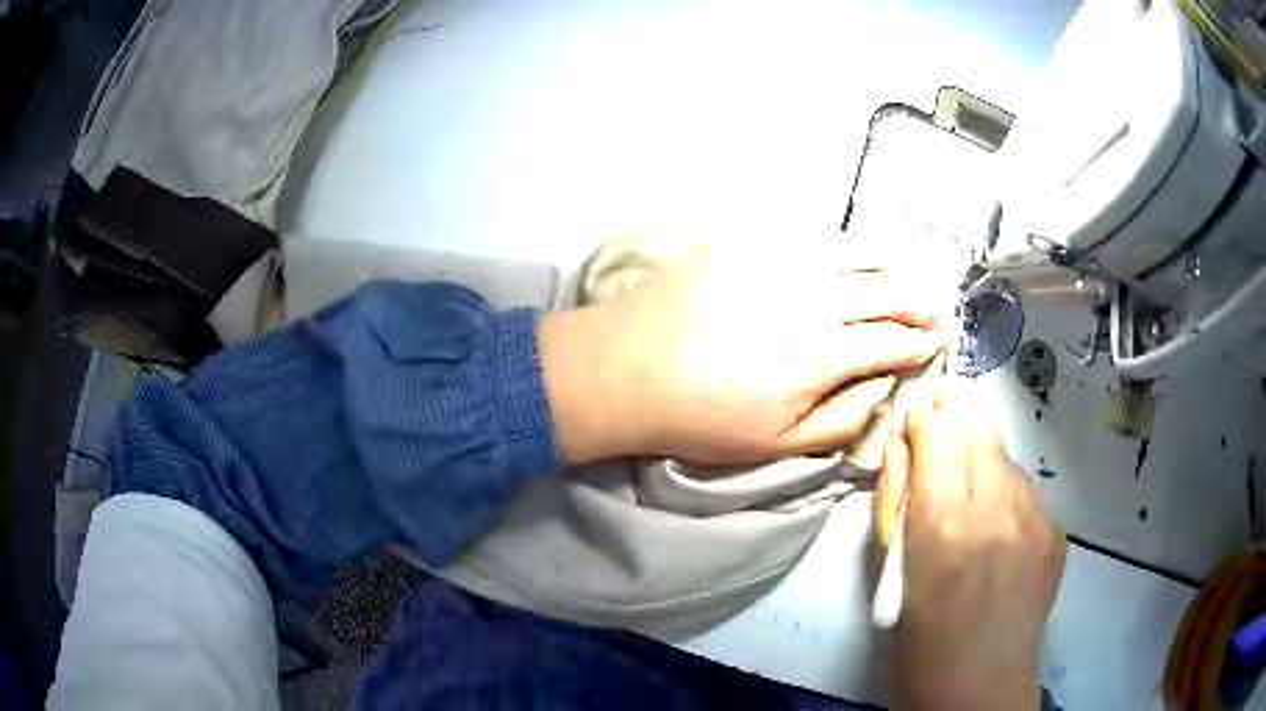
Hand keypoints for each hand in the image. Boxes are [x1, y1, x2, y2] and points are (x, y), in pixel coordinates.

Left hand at [538, 251, 944, 464]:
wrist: (622, 369)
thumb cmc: (698, 418)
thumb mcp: (775, 444)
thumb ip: (842, 417)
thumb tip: (885, 386)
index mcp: (819, 355)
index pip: (893, 341)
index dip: (921, 342)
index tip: (936, 342)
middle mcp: (809, 299)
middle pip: (885, 289)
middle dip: (918, 299)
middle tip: (933, 305)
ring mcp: (776, 262)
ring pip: (853, 251)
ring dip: (890, 260)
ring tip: (908, 266)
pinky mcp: (744, 241)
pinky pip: (807, 234)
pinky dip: (841, 242)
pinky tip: (850, 248)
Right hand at [873, 385, 1065, 710]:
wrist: (980, 690)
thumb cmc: (919, 644)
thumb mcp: (891, 576)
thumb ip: (899, 503)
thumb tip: (904, 449)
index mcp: (944, 526)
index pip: (936, 430)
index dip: (920, 418)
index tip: (911, 426)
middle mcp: (997, 508)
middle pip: (978, 423)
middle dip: (953, 411)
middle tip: (937, 418)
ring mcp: (1035, 518)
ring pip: (1004, 454)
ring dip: (980, 455)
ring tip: (967, 486)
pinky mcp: (1055, 531)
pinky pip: (1024, 491)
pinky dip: (1004, 492)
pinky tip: (995, 528)